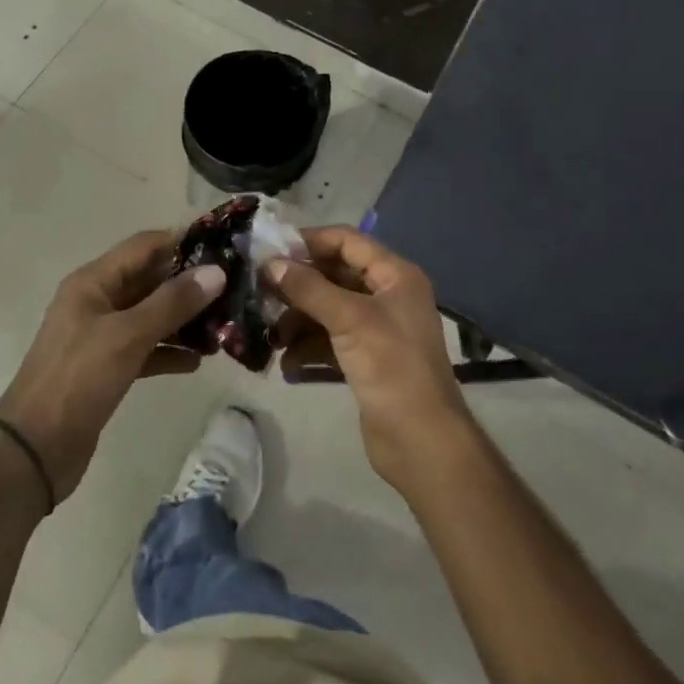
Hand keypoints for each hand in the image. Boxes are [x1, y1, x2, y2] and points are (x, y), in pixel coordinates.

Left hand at [0, 230, 224, 500]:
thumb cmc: (78, 379)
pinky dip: (169, 351)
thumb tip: (216, 272)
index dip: (181, 241)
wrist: (34, 450)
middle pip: (149, 280)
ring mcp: (101, 336)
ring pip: (150, 316)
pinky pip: (145, 349)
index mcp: (92, 282)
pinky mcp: (107, 368)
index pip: (143, 246)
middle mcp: (96, 301)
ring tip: (224, 326)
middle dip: (188, 283)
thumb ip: (172, 302)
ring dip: (183, 319)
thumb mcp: (128, 335)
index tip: (223, 246)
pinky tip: (198, 361)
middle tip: (233, 288)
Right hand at [267, 226, 474, 494]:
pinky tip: (287, 363)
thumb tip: (270, 263)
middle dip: (298, 284)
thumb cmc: (391, 367)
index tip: (270, 249)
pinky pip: (330, 341)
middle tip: (260, 290)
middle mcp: (387, 296)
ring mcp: (377, 329)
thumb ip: (308, 288)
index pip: (347, 241)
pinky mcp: (366, 360)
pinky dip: (308, 347)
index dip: (310, 241)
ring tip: (270, 334)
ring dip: (298, 319)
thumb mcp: (349, 319)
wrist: (422, 442)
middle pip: (334, 275)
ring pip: (328, 310)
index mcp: (395, 276)